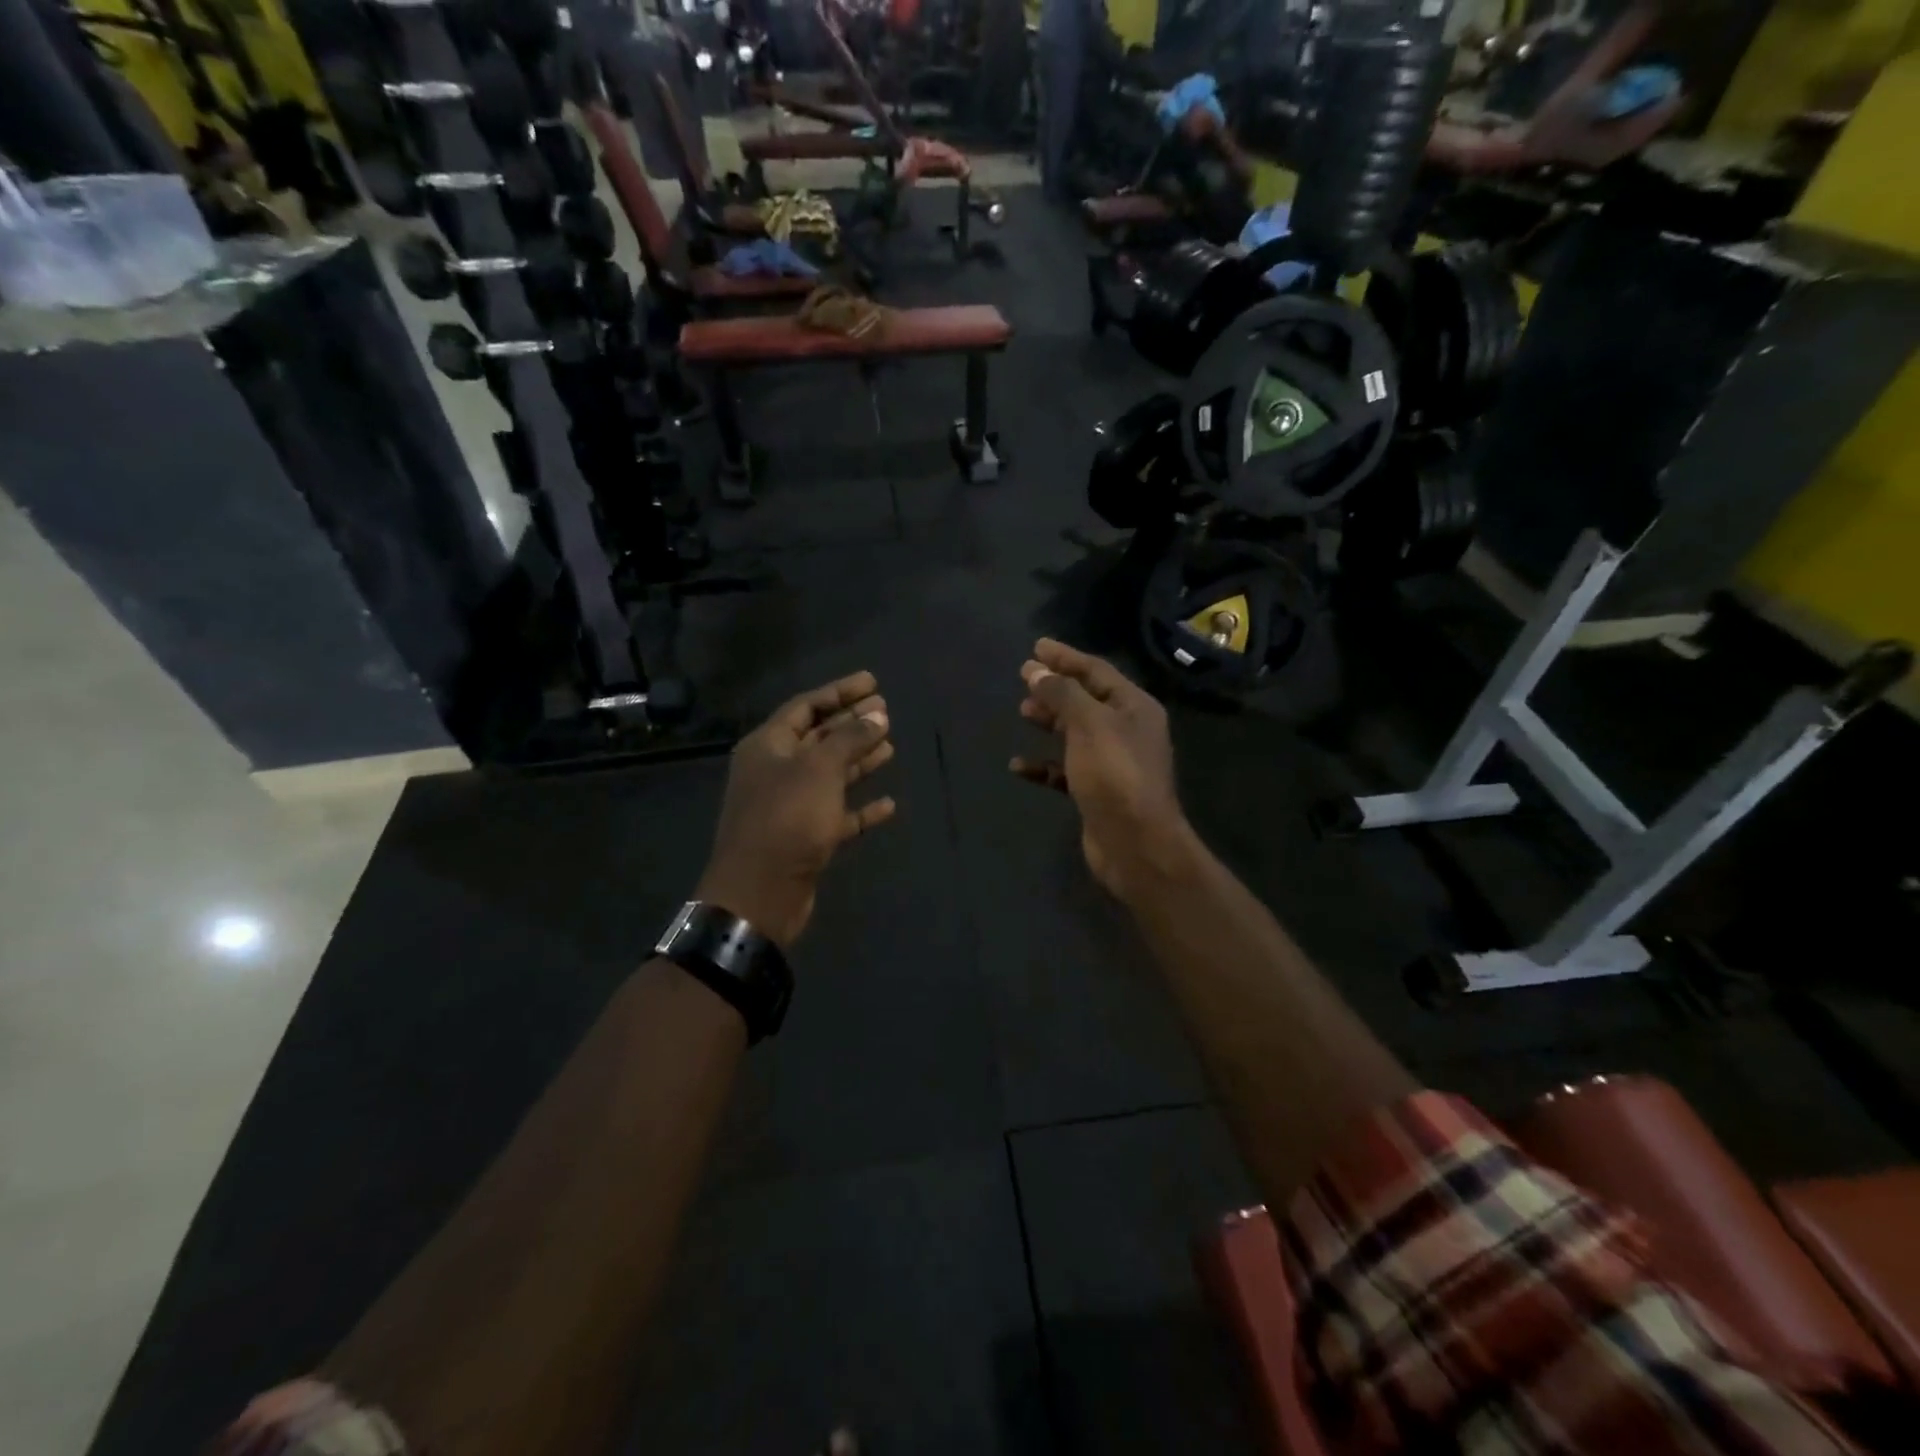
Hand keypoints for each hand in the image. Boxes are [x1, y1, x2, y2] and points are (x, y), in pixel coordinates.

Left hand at [698, 671, 896, 948]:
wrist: (760, 893)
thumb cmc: (787, 819)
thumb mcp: (820, 769)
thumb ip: (850, 738)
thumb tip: (878, 714)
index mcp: (769, 746)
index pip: (805, 707)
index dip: (839, 692)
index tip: (873, 682)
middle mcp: (776, 771)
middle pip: (819, 738)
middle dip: (851, 723)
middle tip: (886, 710)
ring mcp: (790, 806)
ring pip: (830, 775)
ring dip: (858, 760)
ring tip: (890, 745)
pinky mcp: (805, 838)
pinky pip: (838, 814)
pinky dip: (861, 807)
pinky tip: (889, 804)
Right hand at [1009, 639, 1190, 898]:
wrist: (1135, 843)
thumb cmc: (1115, 773)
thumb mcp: (1087, 723)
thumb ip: (1061, 693)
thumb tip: (1035, 670)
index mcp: (1134, 707)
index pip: (1096, 670)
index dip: (1065, 657)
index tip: (1036, 646)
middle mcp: (1127, 730)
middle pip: (1086, 700)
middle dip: (1056, 688)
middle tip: (1024, 678)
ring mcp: (1113, 763)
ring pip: (1076, 733)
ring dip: (1050, 721)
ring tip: (1022, 712)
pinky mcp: (1098, 792)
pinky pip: (1066, 770)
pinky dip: (1044, 764)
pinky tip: (1018, 765)